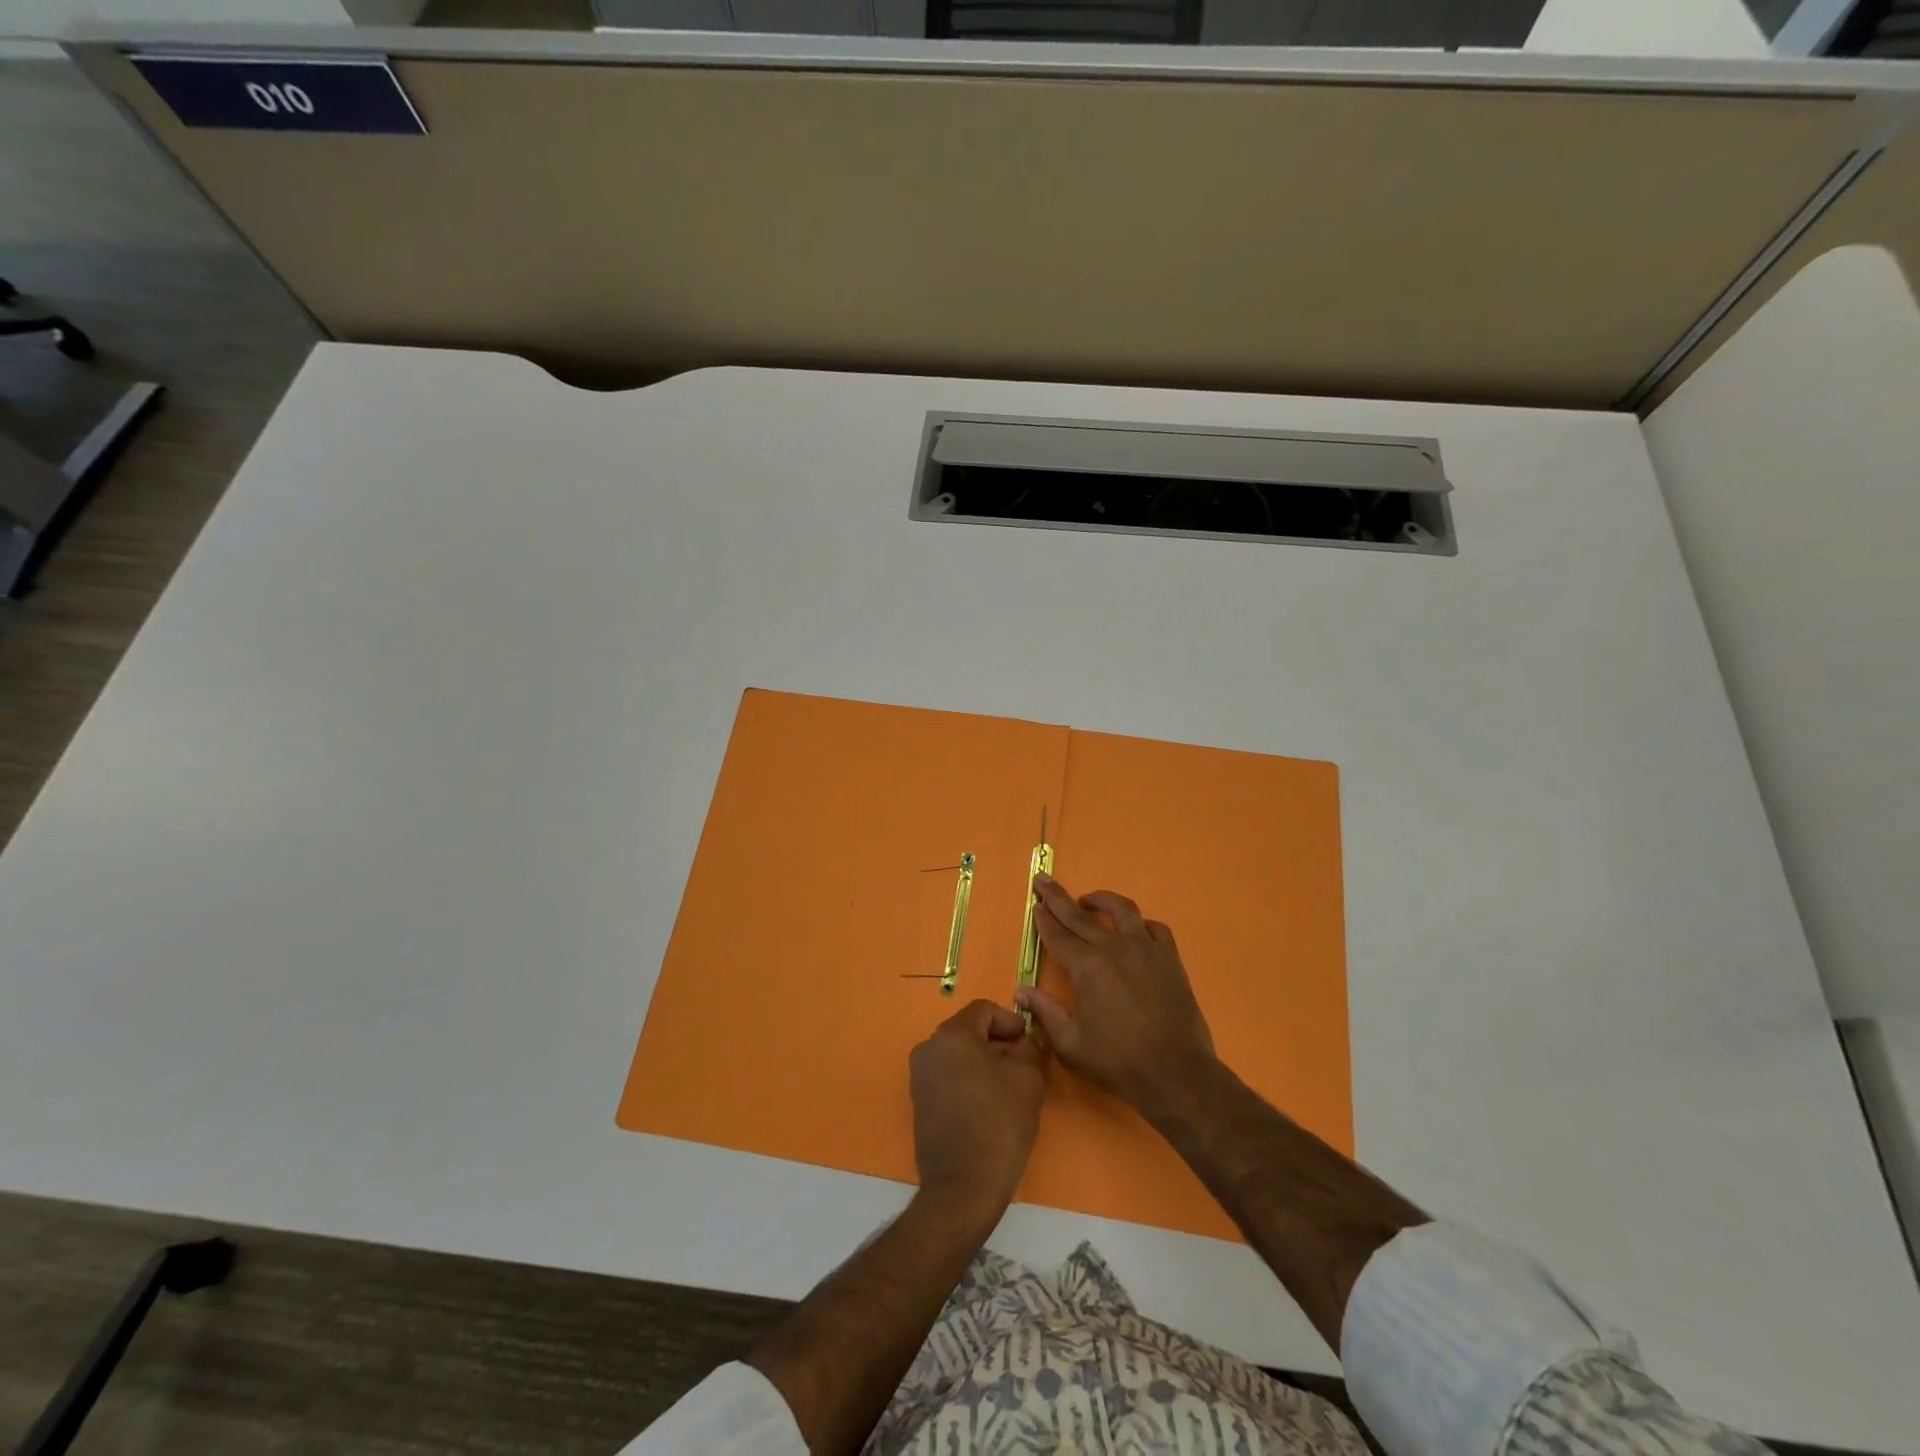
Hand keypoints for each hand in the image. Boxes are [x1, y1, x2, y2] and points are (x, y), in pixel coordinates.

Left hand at [908, 1000, 1046, 1226]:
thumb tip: (1028, 1038)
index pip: (984, 1010)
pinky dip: (969, 1080)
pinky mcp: (919, 1101)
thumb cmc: (999, 1124)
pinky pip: (948, 1075)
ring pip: (959, 1054)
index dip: (1011, 1022)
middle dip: (998, 1043)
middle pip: (969, 1031)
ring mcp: (919, 1076)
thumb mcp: (1028, 1079)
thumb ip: (1030, 1048)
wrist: (963, 1187)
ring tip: (1009, 1087)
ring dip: (984, 1062)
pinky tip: (989, 1104)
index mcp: (951, 1035)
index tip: (1029, 1042)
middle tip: (1024, 1065)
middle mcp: (928, 1048)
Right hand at [1017, 874, 1216, 1120]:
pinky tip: (1134, 930)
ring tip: (1089, 899)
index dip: (1043, 919)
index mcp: (1085, 967)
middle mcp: (1113, 948)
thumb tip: (1022, 990)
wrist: (1175, 1072)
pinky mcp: (1169, 958)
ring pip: (1121, 909)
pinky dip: (1140, 924)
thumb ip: (1045, 1013)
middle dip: (1058, 897)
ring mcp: (1145, 949)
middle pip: (1079, 915)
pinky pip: (1154, 928)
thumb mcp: (1070, 1044)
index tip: (1035, 904)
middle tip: (1044, 881)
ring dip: (1101, 899)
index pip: (1057, 935)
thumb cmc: (1117, 1061)